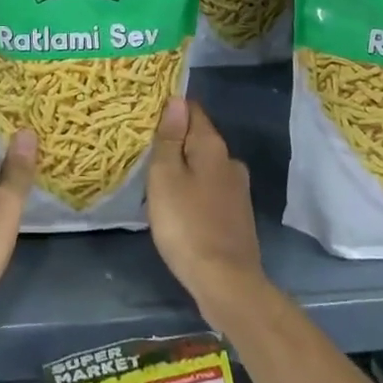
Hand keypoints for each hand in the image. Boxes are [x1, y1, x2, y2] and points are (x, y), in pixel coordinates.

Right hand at [146, 98, 265, 326]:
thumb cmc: (186, 224)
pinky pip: (210, 189)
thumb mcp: (165, 177)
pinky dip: (193, 190)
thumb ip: (169, 138)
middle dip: (175, 140)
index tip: (145, 115)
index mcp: (213, 147)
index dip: (170, 108)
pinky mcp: (237, 215)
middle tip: (144, 150)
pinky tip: (178, 206)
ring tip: (156, 179)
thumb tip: (176, 100)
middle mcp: (230, 161)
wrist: (226, 282)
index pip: (192, 110)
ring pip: (204, 166)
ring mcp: (238, 190)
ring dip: (184, 168)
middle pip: (198, 138)